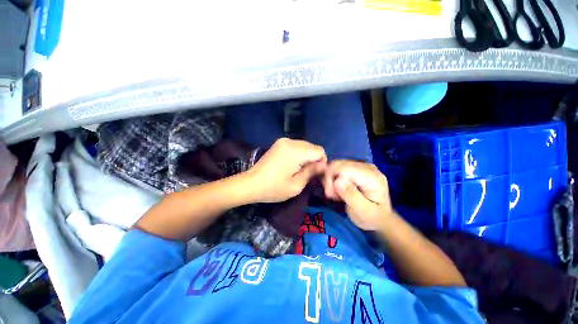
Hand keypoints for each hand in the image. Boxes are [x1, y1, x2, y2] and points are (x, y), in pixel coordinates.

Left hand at [247, 138, 326, 202]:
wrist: (251, 183)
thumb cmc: (273, 188)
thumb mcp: (296, 185)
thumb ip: (312, 172)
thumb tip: (323, 165)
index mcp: (296, 151)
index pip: (319, 151)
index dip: (321, 162)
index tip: (315, 174)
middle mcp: (290, 141)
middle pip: (312, 147)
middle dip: (314, 159)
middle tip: (306, 173)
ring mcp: (283, 141)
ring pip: (305, 146)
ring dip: (306, 156)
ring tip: (298, 169)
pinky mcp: (279, 143)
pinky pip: (296, 146)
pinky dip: (298, 154)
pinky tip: (291, 164)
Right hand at [323, 160, 392, 230]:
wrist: (379, 217)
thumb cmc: (372, 217)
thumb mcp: (362, 211)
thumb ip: (351, 195)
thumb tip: (337, 180)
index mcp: (373, 177)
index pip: (345, 168)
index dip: (332, 178)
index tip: (330, 194)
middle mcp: (368, 167)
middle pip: (339, 164)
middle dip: (330, 179)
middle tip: (331, 196)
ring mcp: (362, 166)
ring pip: (336, 165)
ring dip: (331, 180)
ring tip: (335, 194)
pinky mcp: (356, 168)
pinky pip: (338, 168)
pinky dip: (334, 179)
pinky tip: (338, 190)